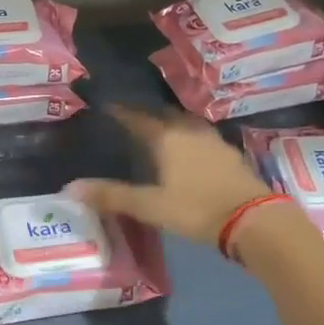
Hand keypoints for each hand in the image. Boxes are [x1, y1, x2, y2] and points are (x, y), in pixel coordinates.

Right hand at [68, 105, 269, 247]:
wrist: (252, 219)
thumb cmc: (196, 209)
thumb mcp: (150, 206)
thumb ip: (112, 196)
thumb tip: (70, 188)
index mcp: (166, 138)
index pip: (137, 118)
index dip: (121, 112)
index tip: (107, 106)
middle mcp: (189, 131)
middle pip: (163, 115)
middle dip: (146, 114)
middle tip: (131, 118)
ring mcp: (213, 140)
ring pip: (185, 123)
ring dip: (170, 123)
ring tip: (158, 130)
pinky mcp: (229, 154)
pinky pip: (202, 136)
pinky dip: (188, 137)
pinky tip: (188, 149)